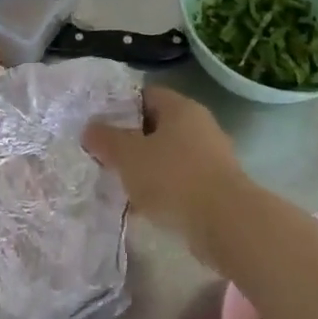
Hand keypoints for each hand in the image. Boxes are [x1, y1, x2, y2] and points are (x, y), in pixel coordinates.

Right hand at [83, 86, 249, 261]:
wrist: (227, 223)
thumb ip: (105, 139)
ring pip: (168, 156)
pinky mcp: (217, 187)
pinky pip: (181, 181)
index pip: (146, 94)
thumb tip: (90, 129)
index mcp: (180, 108)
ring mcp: (212, 157)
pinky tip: (143, 209)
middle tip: (106, 156)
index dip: (120, 106)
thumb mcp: (128, 155)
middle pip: (157, 126)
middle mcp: (200, 125)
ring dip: (146, 169)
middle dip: (131, 141)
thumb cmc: (173, 178)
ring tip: (120, 185)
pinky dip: (162, 191)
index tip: (99, 125)